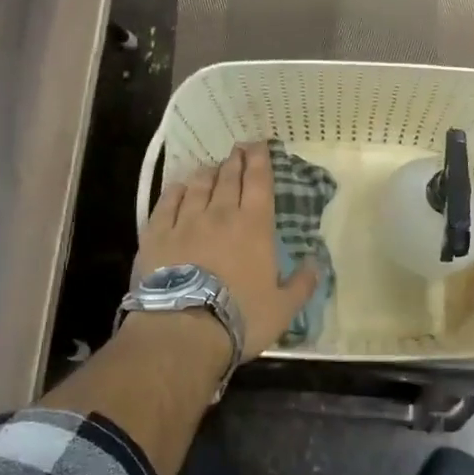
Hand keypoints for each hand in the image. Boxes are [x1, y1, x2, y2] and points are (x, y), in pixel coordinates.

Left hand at [135, 141, 318, 360]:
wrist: (183, 330)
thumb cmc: (240, 317)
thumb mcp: (283, 308)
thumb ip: (302, 283)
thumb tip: (316, 262)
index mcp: (254, 226)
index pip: (259, 182)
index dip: (260, 160)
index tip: (259, 144)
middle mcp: (221, 214)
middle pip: (229, 178)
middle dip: (235, 160)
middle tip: (238, 148)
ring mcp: (186, 221)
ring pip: (198, 186)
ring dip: (207, 172)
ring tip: (211, 166)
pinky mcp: (157, 234)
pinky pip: (167, 202)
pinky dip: (175, 190)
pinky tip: (179, 186)